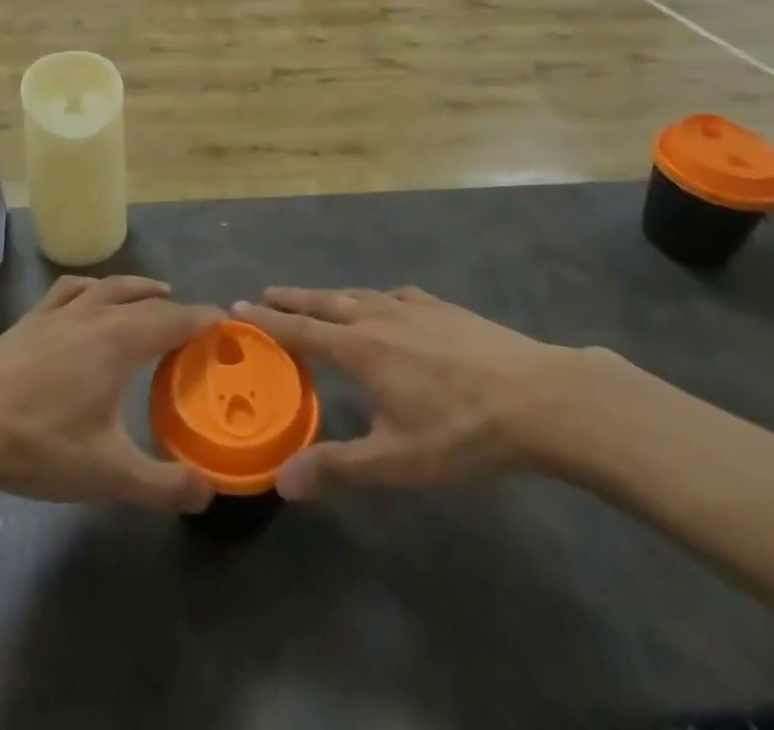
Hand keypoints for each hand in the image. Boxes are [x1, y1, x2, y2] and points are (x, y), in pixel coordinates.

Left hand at [0, 275, 221, 511]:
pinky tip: (88, 295)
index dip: (204, 319)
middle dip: (175, 307)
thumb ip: (162, 484)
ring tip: (153, 293)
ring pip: (109, 286)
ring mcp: (61, 311)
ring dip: (137, 287)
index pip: (176, 319)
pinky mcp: (32, 317)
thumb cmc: (41, 442)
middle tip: (194, 322)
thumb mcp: (108, 473)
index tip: (226, 322)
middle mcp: (97, 313)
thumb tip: (208, 492)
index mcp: (122, 339)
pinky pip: (71, 289)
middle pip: (146, 299)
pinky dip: (92, 287)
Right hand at [233, 286, 605, 499]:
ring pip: (359, 293)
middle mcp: (378, 317)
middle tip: (266, 293)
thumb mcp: (396, 461)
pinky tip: (388, 302)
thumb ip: (337, 467)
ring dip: (330, 295)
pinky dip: (376, 296)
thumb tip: (281, 480)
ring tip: (317, 298)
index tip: (237, 307)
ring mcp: (413, 308)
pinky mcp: (444, 308)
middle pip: (325, 301)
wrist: (536, 396)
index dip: (267, 320)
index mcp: (360, 349)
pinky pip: (396, 295)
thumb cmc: (460, 430)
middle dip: (293, 298)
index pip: (300, 330)